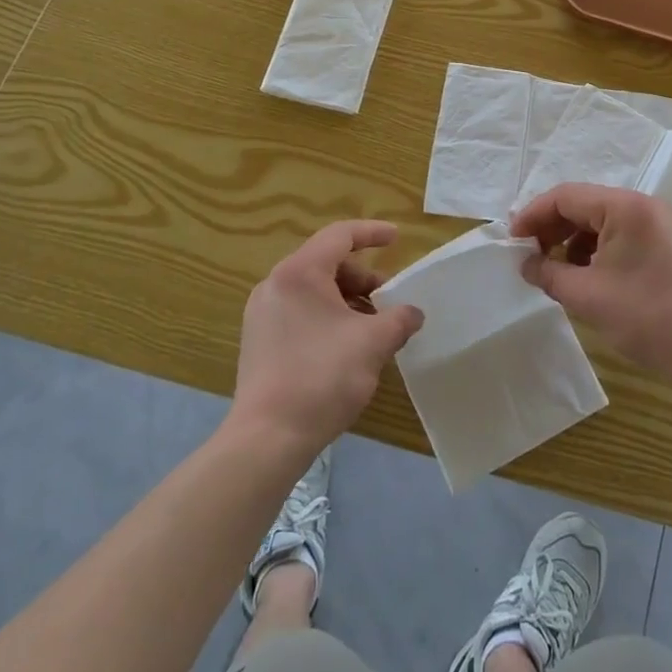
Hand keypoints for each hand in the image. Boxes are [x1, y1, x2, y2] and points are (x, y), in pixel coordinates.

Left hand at [231, 221, 422, 459]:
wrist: (268, 438)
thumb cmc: (323, 376)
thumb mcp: (373, 343)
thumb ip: (399, 319)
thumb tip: (413, 313)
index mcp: (300, 273)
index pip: (340, 236)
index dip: (372, 233)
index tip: (398, 238)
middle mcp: (276, 284)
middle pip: (326, 263)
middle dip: (362, 277)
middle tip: (388, 299)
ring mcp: (262, 313)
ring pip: (313, 290)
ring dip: (347, 299)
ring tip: (372, 326)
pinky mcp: (258, 341)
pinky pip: (299, 312)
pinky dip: (327, 316)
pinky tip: (347, 345)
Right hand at [512, 185, 671, 392]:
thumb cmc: (647, 317)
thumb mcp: (587, 296)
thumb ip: (548, 273)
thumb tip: (525, 263)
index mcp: (625, 206)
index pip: (566, 196)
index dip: (533, 215)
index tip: (511, 241)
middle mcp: (643, 205)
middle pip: (584, 205)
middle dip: (551, 228)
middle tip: (527, 256)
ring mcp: (659, 223)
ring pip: (601, 221)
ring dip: (572, 241)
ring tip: (554, 270)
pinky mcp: (666, 243)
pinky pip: (620, 235)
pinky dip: (596, 250)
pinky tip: (584, 276)